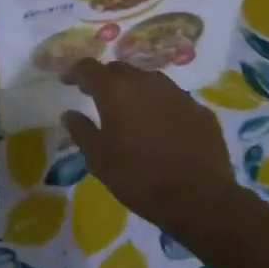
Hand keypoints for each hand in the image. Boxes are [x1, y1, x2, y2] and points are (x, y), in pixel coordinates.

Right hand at [60, 60, 240, 237]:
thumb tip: (69, 114)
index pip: (89, 67)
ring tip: (130, 110)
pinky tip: (161, 127)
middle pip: (119, 69)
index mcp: (116, 91)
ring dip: (134, 90)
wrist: (201, 200)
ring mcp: (177, 93)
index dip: (75, 72)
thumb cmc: (140, 179)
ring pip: (148, 81)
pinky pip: (172, 99)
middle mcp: (146, 82)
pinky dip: (160, 106)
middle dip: (105, 79)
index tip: (67, 82)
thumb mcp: (99, 160)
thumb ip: (82, 131)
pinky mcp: (199, 109)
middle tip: (97, 96)